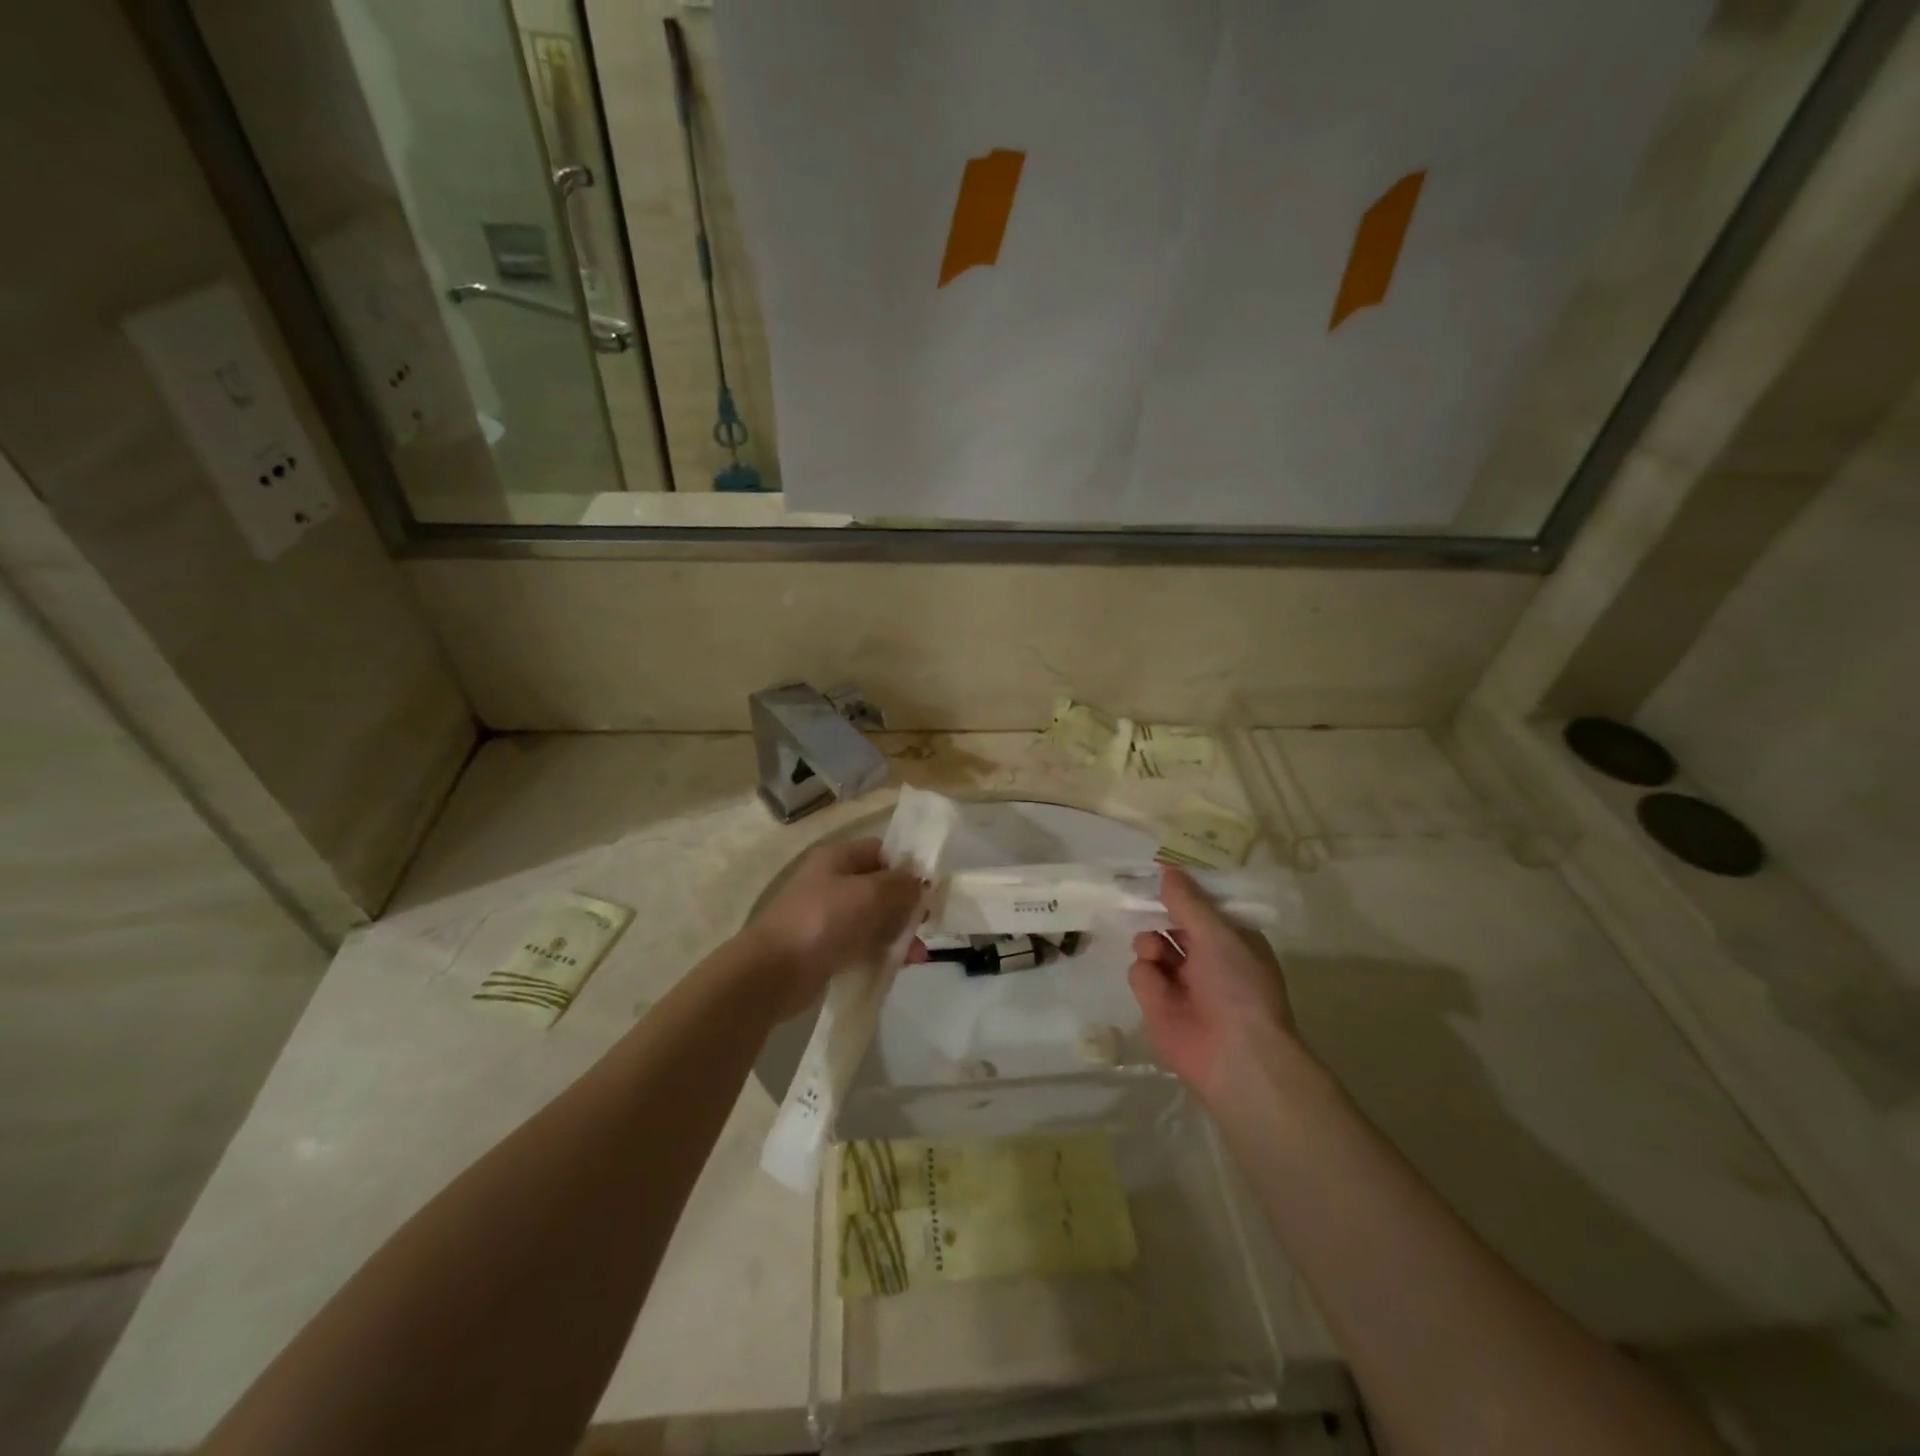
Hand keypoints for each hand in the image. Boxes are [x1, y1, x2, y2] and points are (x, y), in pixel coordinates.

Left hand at [741, 838, 924, 1017]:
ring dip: (897, 933)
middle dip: (906, 905)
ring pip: (872, 919)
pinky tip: (898, 967)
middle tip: (928, 923)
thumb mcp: (870, 894)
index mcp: (837, 858)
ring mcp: (826, 917)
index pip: (881, 851)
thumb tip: (918, 882)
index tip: (931, 887)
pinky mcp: (824, 948)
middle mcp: (831, 882)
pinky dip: (880, 952)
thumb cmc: (823, 921)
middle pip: (879, 887)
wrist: (772, 972)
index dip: (907, 865)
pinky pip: (860, 944)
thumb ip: (900, 884)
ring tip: (918, 955)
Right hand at [1128, 867, 1298, 1103]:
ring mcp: (1181, 982)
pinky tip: (1156, 980)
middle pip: (1173, 923)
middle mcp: (1208, 958)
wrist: (1235, 1057)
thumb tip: (1166, 868)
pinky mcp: (1157, 1004)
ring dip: (1150, 940)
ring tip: (1155, 950)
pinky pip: (1141, 973)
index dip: (1183, 889)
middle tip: (1137, 893)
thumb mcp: (1217, 934)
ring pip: (1152, 943)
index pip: (1204, 906)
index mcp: (1233, 939)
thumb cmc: (1238, 986)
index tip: (1161, 871)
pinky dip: (1146, 973)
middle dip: (1157, 911)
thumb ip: (1187, 901)